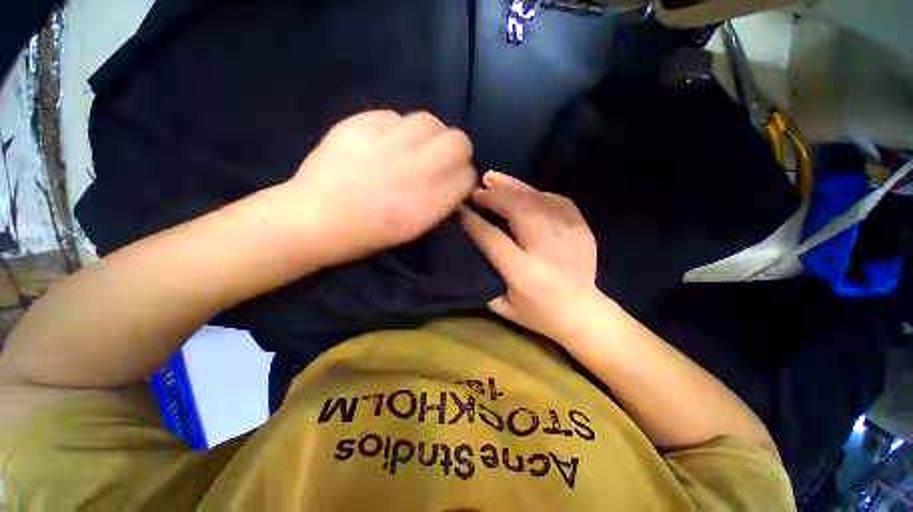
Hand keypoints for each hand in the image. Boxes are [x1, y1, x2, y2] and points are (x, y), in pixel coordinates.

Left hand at [282, 110, 475, 263]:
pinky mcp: (360, 125)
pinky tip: (383, 141)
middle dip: (455, 149)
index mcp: (427, 205)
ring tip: (412, 145)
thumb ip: (441, 201)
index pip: (467, 176)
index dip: (463, 175)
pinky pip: (395, 115)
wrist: (316, 220)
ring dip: (428, 134)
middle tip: (438, 157)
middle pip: (458, 142)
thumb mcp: (415, 228)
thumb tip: (455, 179)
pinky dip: (396, 127)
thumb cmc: (368, 233)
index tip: (454, 178)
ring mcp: (387, 146)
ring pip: (430, 121)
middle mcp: (414, 174)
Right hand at [460, 171, 598, 340]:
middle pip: (518, 211)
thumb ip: (485, 280)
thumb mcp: (504, 308)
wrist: (584, 314)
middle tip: (477, 190)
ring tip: (493, 179)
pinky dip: (536, 193)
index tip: (461, 210)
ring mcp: (568, 236)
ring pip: (537, 200)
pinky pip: (557, 201)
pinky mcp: (582, 230)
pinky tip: (522, 191)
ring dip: (512, 187)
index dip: (475, 222)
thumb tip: (472, 250)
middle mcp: (546, 250)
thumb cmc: (539, 315)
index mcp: (524, 273)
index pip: (494, 239)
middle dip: (494, 197)